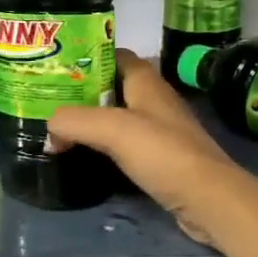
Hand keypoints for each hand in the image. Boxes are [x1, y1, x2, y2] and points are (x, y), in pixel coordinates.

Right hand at [48, 49, 257, 256]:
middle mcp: (154, 101)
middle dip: (82, 92)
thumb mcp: (112, 129)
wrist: (209, 200)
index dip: (88, 57)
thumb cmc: (163, 153)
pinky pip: (125, 144)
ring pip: (117, 117)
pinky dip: (103, 146)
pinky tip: (84, 155)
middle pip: (113, 88)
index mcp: (147, 83)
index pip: (115, 56)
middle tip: (49, 100)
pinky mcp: (160, 159)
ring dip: (91, 121)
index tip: (57, 67)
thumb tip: (49, 129)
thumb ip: (73, 120)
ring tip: (59, 127)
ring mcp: (159, 132)